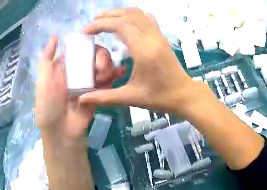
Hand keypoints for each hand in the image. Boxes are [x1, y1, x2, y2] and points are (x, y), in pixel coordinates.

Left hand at [36, 36, 123, 140]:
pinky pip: (109, 80)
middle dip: (101, 57)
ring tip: (104, 77)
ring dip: (107, 66)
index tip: (93, 50)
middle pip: (95, 54)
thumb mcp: (43, 82)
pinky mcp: (99, 92)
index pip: (80, 48)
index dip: (88, 45)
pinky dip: (115, 74)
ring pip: (104, 65)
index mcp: (65, 66)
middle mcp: (78, 71)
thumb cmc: (49, 107)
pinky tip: (119, 72)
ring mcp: (90, 81)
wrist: (63, 133)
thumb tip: (55, 36)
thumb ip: (46, 59)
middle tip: (100, 68)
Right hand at [80, 8, 213, 113]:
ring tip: (104, 21)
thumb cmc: (159, 97)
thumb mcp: (130, 98)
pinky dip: (133, 16)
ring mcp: (159, 35)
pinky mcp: (162, 37)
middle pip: (128, 15)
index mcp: (144, 50)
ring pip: (138, 14)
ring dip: (120, 14)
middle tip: (92, 25)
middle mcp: (152, 38)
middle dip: (108, 16)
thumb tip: (82, 99)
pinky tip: (125, 22)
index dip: (100, 25)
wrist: (184, 94)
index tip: (86, 32)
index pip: (120, 25)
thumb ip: (104, 97)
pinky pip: (147, 19)